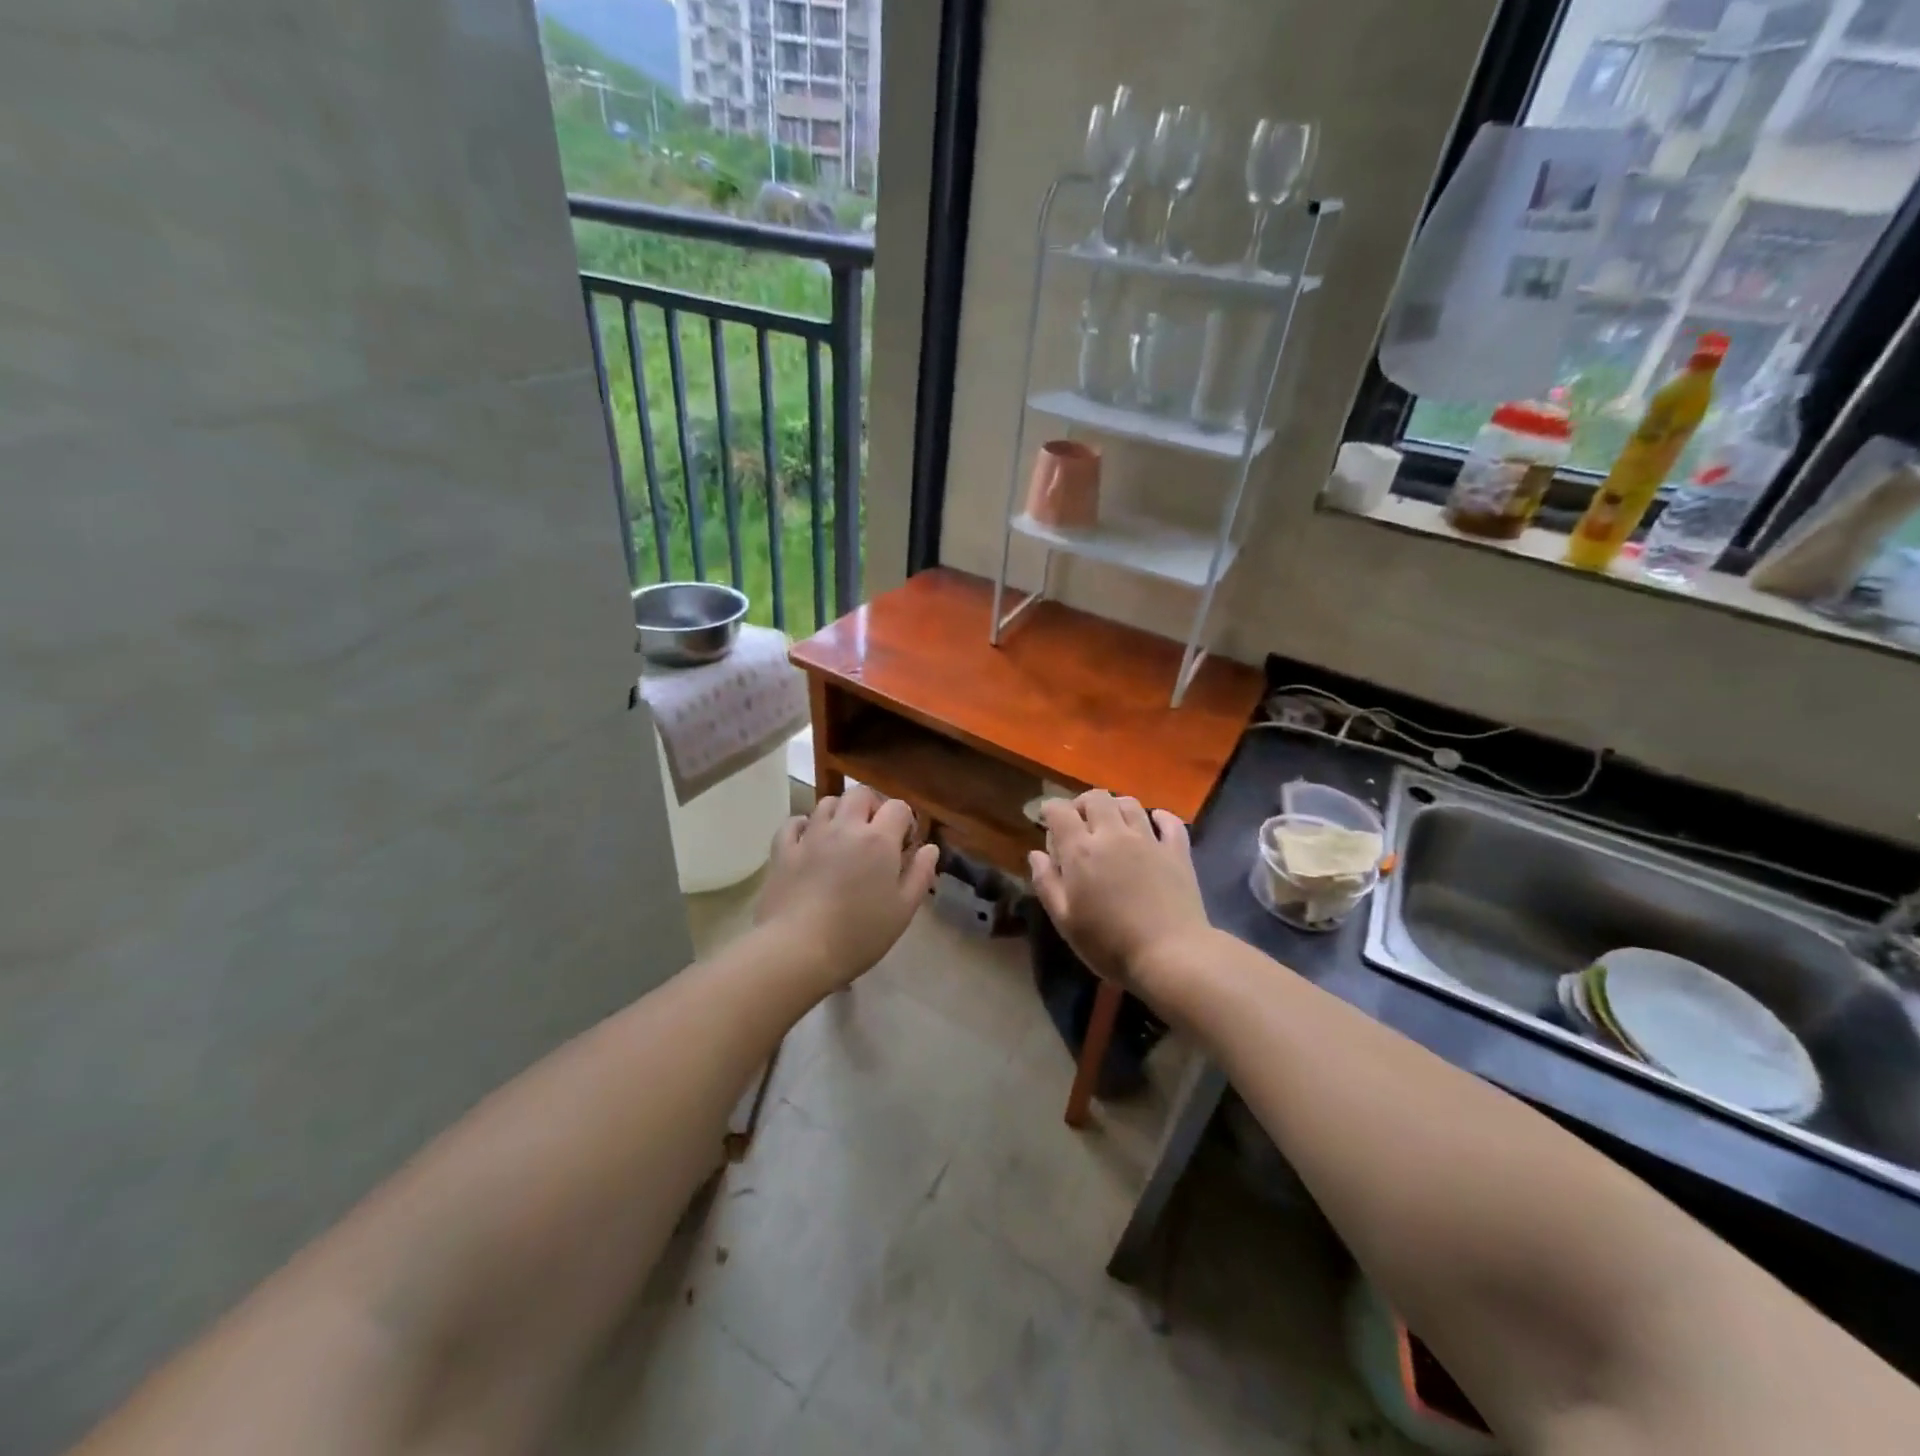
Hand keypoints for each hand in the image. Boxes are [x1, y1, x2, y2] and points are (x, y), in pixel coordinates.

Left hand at [755, 785, 939, 989]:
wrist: (798, 950)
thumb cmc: (859, 934)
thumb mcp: (903, 910)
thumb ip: (920, 874)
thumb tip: (929, 848)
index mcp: (878, 840)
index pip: (898, 807)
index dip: (905, 821)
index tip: (904, 845)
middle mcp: (845, 827)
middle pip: (860, 794)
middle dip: (872, 806)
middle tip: (875, 834)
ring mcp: (810, 836)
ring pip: (827, 803)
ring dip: (840, 812)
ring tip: (843, 838)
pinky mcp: (783, 850)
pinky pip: (794, 823)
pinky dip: (805, 826)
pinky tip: (809, 842)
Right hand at [1028, 791, 1210, 994]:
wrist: (1170, 955)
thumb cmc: (1109, 943)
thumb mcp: (1065, 921)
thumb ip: (1046, 883)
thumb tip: (1036, 854)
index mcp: (1081, 850)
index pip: (1060, 811)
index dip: (1050, 810)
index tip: (1047, 820)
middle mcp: (1113, 835)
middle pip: (1096, 798)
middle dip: (1083, 804)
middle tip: (1079, 823)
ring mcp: (1149, 840)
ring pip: (1130, 804)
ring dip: (1116, 807)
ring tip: (1112, 825)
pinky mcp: (1177, 851)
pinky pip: (1169, 822)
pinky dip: (1160, 818)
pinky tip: (1154, 825)